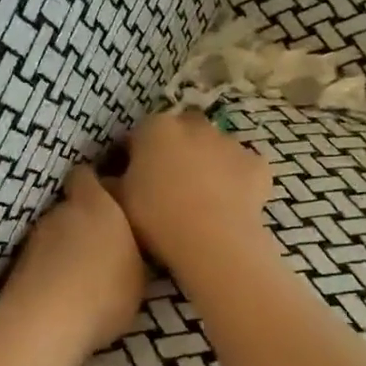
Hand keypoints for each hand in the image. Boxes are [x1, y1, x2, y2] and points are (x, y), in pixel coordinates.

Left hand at [0, 166, 147, 358]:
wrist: (44, 322)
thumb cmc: (105, 290)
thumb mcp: (140, 275)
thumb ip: (133, 250)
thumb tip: (127, 247)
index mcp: (95, 204)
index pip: (87, 175)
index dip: (98, 185)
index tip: (113, 199)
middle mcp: (60, 211)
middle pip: (72, 207)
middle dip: (86, 222)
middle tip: (106, 248)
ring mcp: (34, 238)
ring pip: (55, 236)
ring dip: (67, 250)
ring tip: (85, 277)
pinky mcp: (18, 266)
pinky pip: (42, 261)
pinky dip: (52, 272)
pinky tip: (66, 296)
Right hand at [113, 110, 272, 272]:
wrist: (212, 239)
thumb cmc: (155, 216)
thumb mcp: (118, 201)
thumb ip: (111, 183)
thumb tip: (108, 179)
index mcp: (155, 128)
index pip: (139, 134)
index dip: (135, 155)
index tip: (132, 178)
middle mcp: (194, 125)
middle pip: (181, 132)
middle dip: (175, 150)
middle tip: (168, 184)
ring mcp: (230, 142)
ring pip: (214, 147)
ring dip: (207, 163)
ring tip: (201, 199)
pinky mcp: (257, 165)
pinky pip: (243, 169)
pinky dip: (237, 180)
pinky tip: (229, 204)